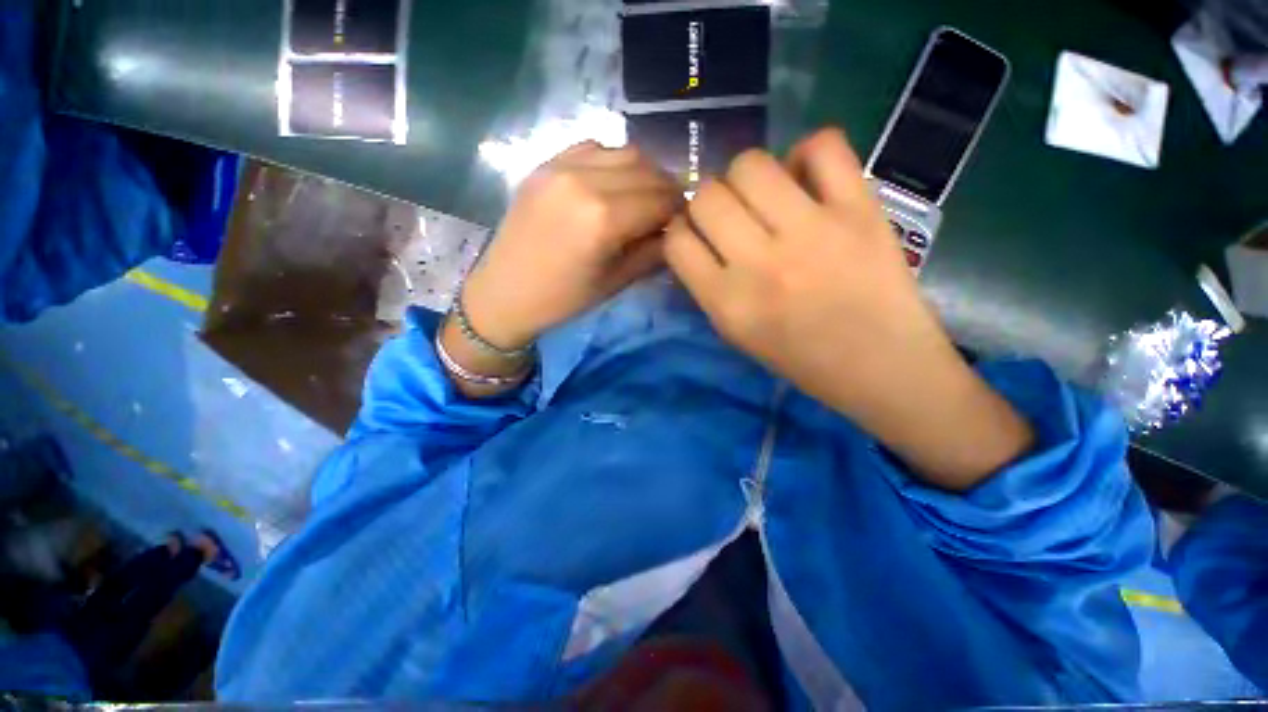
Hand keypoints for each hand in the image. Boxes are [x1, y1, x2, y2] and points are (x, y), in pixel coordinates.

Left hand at [459, 142, 682, 350]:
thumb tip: (677, 231)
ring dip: (644, 172)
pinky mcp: (545, 163)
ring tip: (644, 196)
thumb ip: (652, 252)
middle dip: (666, 189)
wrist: (505, 292)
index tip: (685, 222)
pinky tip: (613, 184)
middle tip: (669, 211)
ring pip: (623, 151)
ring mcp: (561, 165)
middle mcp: (584, 180)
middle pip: (646, 169)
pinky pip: (593, 148)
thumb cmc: (563, 299)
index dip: (679, 210)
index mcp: (603, 218)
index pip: (661, 200)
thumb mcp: (616, 282)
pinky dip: (613, 162)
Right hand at [665, 128, 1031, 488]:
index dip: (680, 230)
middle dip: (708, 200)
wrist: (880, 365)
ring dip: (748, 175)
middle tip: (731, 213)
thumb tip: (697, 234)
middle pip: (706, 196)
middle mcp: (761, 265)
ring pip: (751, 165)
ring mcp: (812, 233)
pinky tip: (809, 178)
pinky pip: (824, 146)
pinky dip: (809, 153)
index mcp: (727, 303)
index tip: (696, 233)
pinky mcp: (860, 211)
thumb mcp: (735, 333)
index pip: (677, 242)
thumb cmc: (800, 358)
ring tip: (766, 193)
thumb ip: (707, 285)